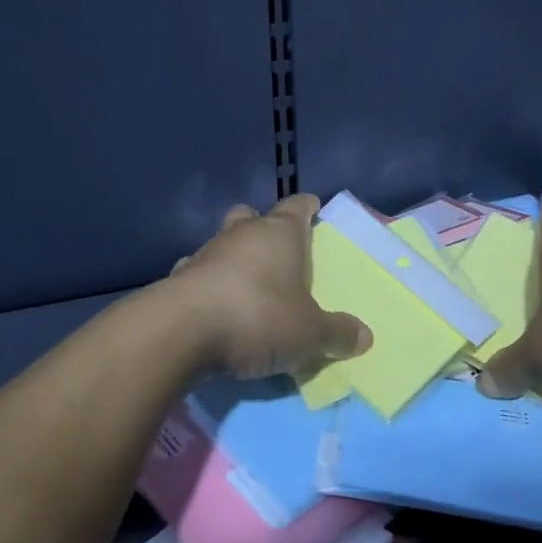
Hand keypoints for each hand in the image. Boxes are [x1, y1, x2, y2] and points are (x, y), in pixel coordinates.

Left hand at [164, 193, 371, 378]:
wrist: (179, 332)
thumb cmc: (257, 317)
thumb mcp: (309, 333)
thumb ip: (336, 333)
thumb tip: (364, 336)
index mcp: (279, 234)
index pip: (296, 207)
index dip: (307, 207)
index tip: (314, 208)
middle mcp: (241, 234)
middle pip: (252, 216)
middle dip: (264, 227)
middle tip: (278, 248)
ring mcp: (204, 254)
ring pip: (222, 243)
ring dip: (234, 257)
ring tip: (246, 284)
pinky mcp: (177, 280)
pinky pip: (198, 273)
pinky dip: (208, 284)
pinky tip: (214, 306)